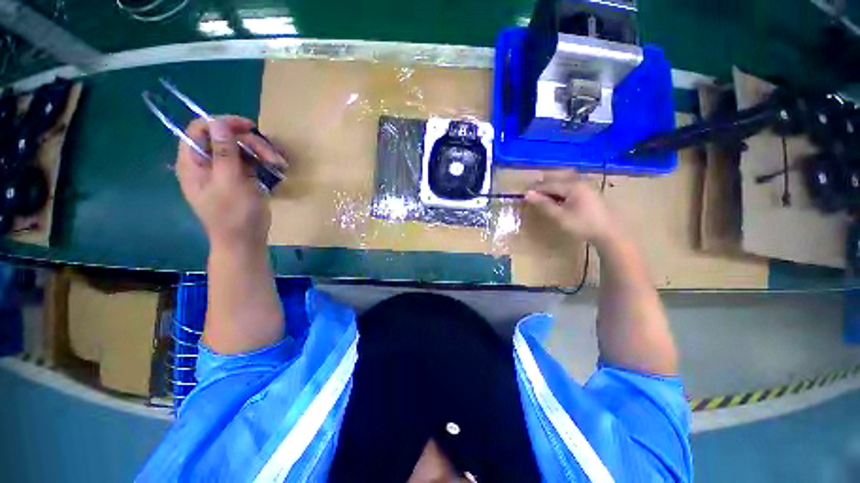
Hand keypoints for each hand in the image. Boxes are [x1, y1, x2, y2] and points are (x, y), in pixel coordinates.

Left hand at [175, 116, 282, 251]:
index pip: (200, 129)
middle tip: (273, 157)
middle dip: (251, 143)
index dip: (222, 123)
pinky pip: (251, 161)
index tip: (249, 128)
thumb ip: (223, 153)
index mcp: (194, 163)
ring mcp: (225, 170)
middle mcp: (207, 162)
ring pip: (241, 148)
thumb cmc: (234, 215)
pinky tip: (277, 167)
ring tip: (280, 164)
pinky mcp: (241, 178)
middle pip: (225, 138)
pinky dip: (264, 161)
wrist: (245, 241)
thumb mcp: (229, 183)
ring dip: (262, 152)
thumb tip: (218, 122)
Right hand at [524, 172, 622, 248]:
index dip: (534, 189)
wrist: (609, 233)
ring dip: (550, 189)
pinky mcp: (588, 193)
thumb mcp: (560, 216)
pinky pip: (568, 187)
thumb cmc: (582, 225)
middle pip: (555, 180)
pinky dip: (558, 192)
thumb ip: (543, 204)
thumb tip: (527, 194)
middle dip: (541, 187)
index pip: (548, 184)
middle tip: (530, 196)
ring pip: (562, 183)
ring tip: (540, 198)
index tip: (522, 194)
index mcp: (572, 186)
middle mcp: (578, 182)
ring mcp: (585, 187)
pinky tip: (555, 200)